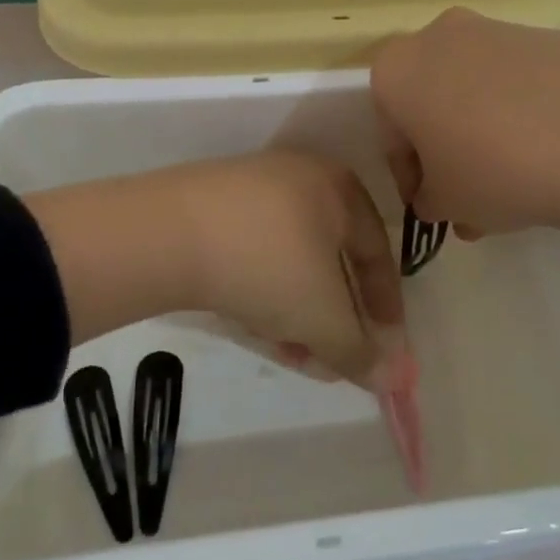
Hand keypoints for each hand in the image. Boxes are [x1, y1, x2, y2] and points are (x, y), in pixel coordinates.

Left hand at [23, 151, 404, 385]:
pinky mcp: (211, 207)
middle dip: (333, 319)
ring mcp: (251, 190)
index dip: (385, 305)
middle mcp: (299, 179)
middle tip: (331, 361)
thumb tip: (393, 380)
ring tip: (290, 353)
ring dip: (297, 313)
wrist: (166, 236)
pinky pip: (254, 254)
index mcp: (338, 187)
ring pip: (289, 262)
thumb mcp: (324, 316)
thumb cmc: (267, 265)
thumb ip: (361, 351)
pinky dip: (263, 292)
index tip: (385, 347)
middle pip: (329, 260)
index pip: (376, 251)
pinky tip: (253, 325)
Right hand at [372, 7, 559, 343]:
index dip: (407, 172)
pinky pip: (522, 80)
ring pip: (477, 87)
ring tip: (518, 179)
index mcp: (397, 70)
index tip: (431, 202)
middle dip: (446, 146)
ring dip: (484, 129)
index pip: (389, 127)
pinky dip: (525, 112)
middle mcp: (440, 35)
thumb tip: (437, 197)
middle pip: (432, 99)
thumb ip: (429, 200)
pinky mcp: (553, 34)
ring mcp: (500, 29)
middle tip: (470, 190)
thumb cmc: (496, 169)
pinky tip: (554, 153)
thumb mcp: (448, 203)